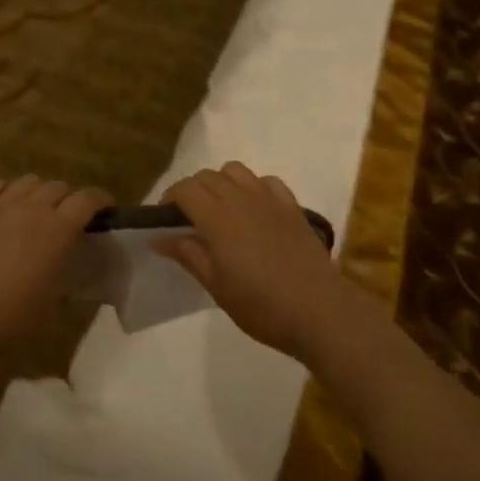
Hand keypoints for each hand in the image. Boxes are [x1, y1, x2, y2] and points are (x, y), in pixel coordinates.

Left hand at [0, 175, 110, 353]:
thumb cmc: (10, 318)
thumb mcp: (51, 302)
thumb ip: (63, 274)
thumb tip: (65, 265)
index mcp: (59, 230)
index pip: (88, 199)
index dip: (100, 200)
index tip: (105, 209)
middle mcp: (32, 208)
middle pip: (58, 187)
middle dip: (69, 198)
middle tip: (68, 217)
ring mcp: (0, 206)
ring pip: (28, 181)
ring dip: (39, 191)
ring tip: (36, 208)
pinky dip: (5, 189)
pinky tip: (4, 204)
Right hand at [156, 163, 349, 361]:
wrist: (320, 310)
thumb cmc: (262, 306)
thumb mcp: (217, 287)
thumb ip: (188, 255)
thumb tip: (159, 238)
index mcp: (217, 218)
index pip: (185, 189)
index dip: (170, 198)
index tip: (165, 220)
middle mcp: (241, 199)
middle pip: (207, 176)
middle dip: (192, 190)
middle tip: (189, 219)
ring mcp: (269, 199)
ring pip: (236, 171)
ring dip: (221, 182)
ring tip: (221, 208)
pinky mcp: (292, 206)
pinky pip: (267, 181)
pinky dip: (253, 186)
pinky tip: (254, 209)